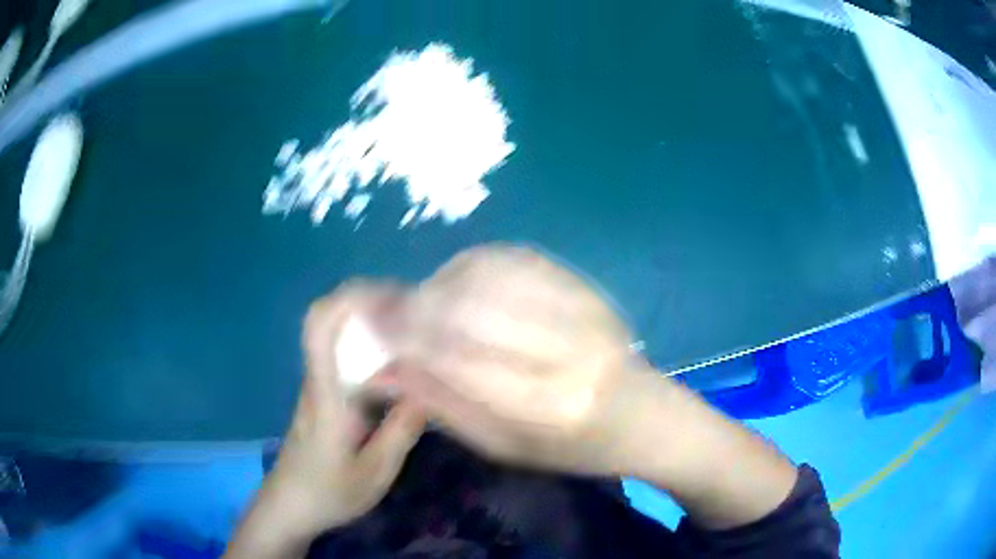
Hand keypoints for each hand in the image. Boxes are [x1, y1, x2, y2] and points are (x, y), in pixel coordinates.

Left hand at [226, 284, 425, 557]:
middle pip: (329, 318)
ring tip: (413, 334)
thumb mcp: (375, 473)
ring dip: (371, 322)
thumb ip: (401, 431)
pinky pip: (343, 357)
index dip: (350, 297)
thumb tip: (429, 390)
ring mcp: (318, 385)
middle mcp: (318, 378)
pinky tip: (397, 367)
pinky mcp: (322, 396)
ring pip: (336, 336)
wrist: (289, 506)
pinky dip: (369, 347)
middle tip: (414, 313)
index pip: (320, 325)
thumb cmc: (328, 493)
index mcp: (326, 392)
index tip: (393, 297)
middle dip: (369, 302)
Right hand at [384, 244, 646, 474]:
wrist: (643, 416)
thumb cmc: (572, 448)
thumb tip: (385, 367)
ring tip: (421, 300)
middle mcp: (571, 351)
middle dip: (418, 305)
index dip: (409, 340)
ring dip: (442, 282)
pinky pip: (517, 258)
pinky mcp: (587, 286)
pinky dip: (475, 264)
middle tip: (388, 311)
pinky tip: (458, 282)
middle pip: (473, 309)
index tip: (374, 331)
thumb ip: (442, 405)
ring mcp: (585, 310)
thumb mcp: (503, 446)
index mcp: (552, 407)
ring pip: (492, 274)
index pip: (460, 361)